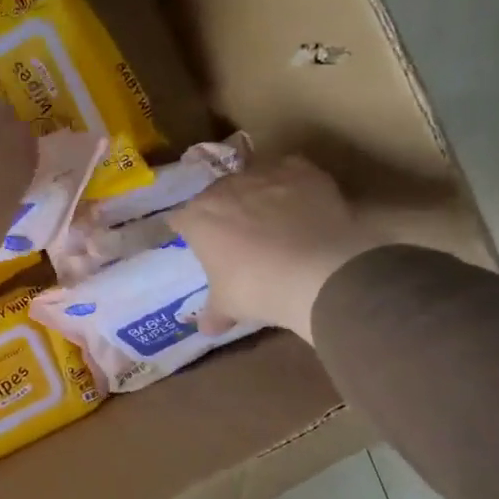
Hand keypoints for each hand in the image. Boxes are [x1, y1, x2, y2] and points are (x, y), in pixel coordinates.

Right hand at [170, 154, 382, 340]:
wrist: (317, 271)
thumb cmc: (256, 288)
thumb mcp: (229, 306)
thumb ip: (213, 313)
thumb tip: (206, 328)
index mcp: (197, 218)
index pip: (180, 219)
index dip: (188, 231)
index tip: (198, 244)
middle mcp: (224, 188)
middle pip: (215, 195)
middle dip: (222, 211)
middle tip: (237, 236)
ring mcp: (263, 175)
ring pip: (251, 180)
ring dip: (255, 195)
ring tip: (271, 219)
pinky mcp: (300, 170)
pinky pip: (288, 172)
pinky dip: (291, 186)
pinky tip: (300, 206)